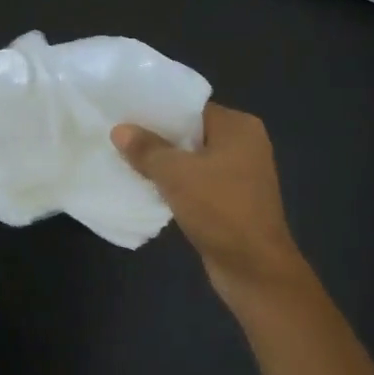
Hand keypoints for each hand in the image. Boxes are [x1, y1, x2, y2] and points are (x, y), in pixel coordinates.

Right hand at [112, 104, 305, 292]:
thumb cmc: (219, 209)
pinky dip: (176, 184)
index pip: (191, 107)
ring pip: (193, 160)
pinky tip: (148, 187)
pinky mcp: (232, 200)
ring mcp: (241, 174)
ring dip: (165, 164)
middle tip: (120, 136)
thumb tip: (120, 130)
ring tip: (127, 160)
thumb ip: (146, 149)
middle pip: (192, 133)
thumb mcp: (176, 174)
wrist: (253, 267)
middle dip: (158, 138)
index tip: (126, 113)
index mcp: (239, 127)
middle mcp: (244, 145)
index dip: (158, 110)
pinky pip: (198, 182)